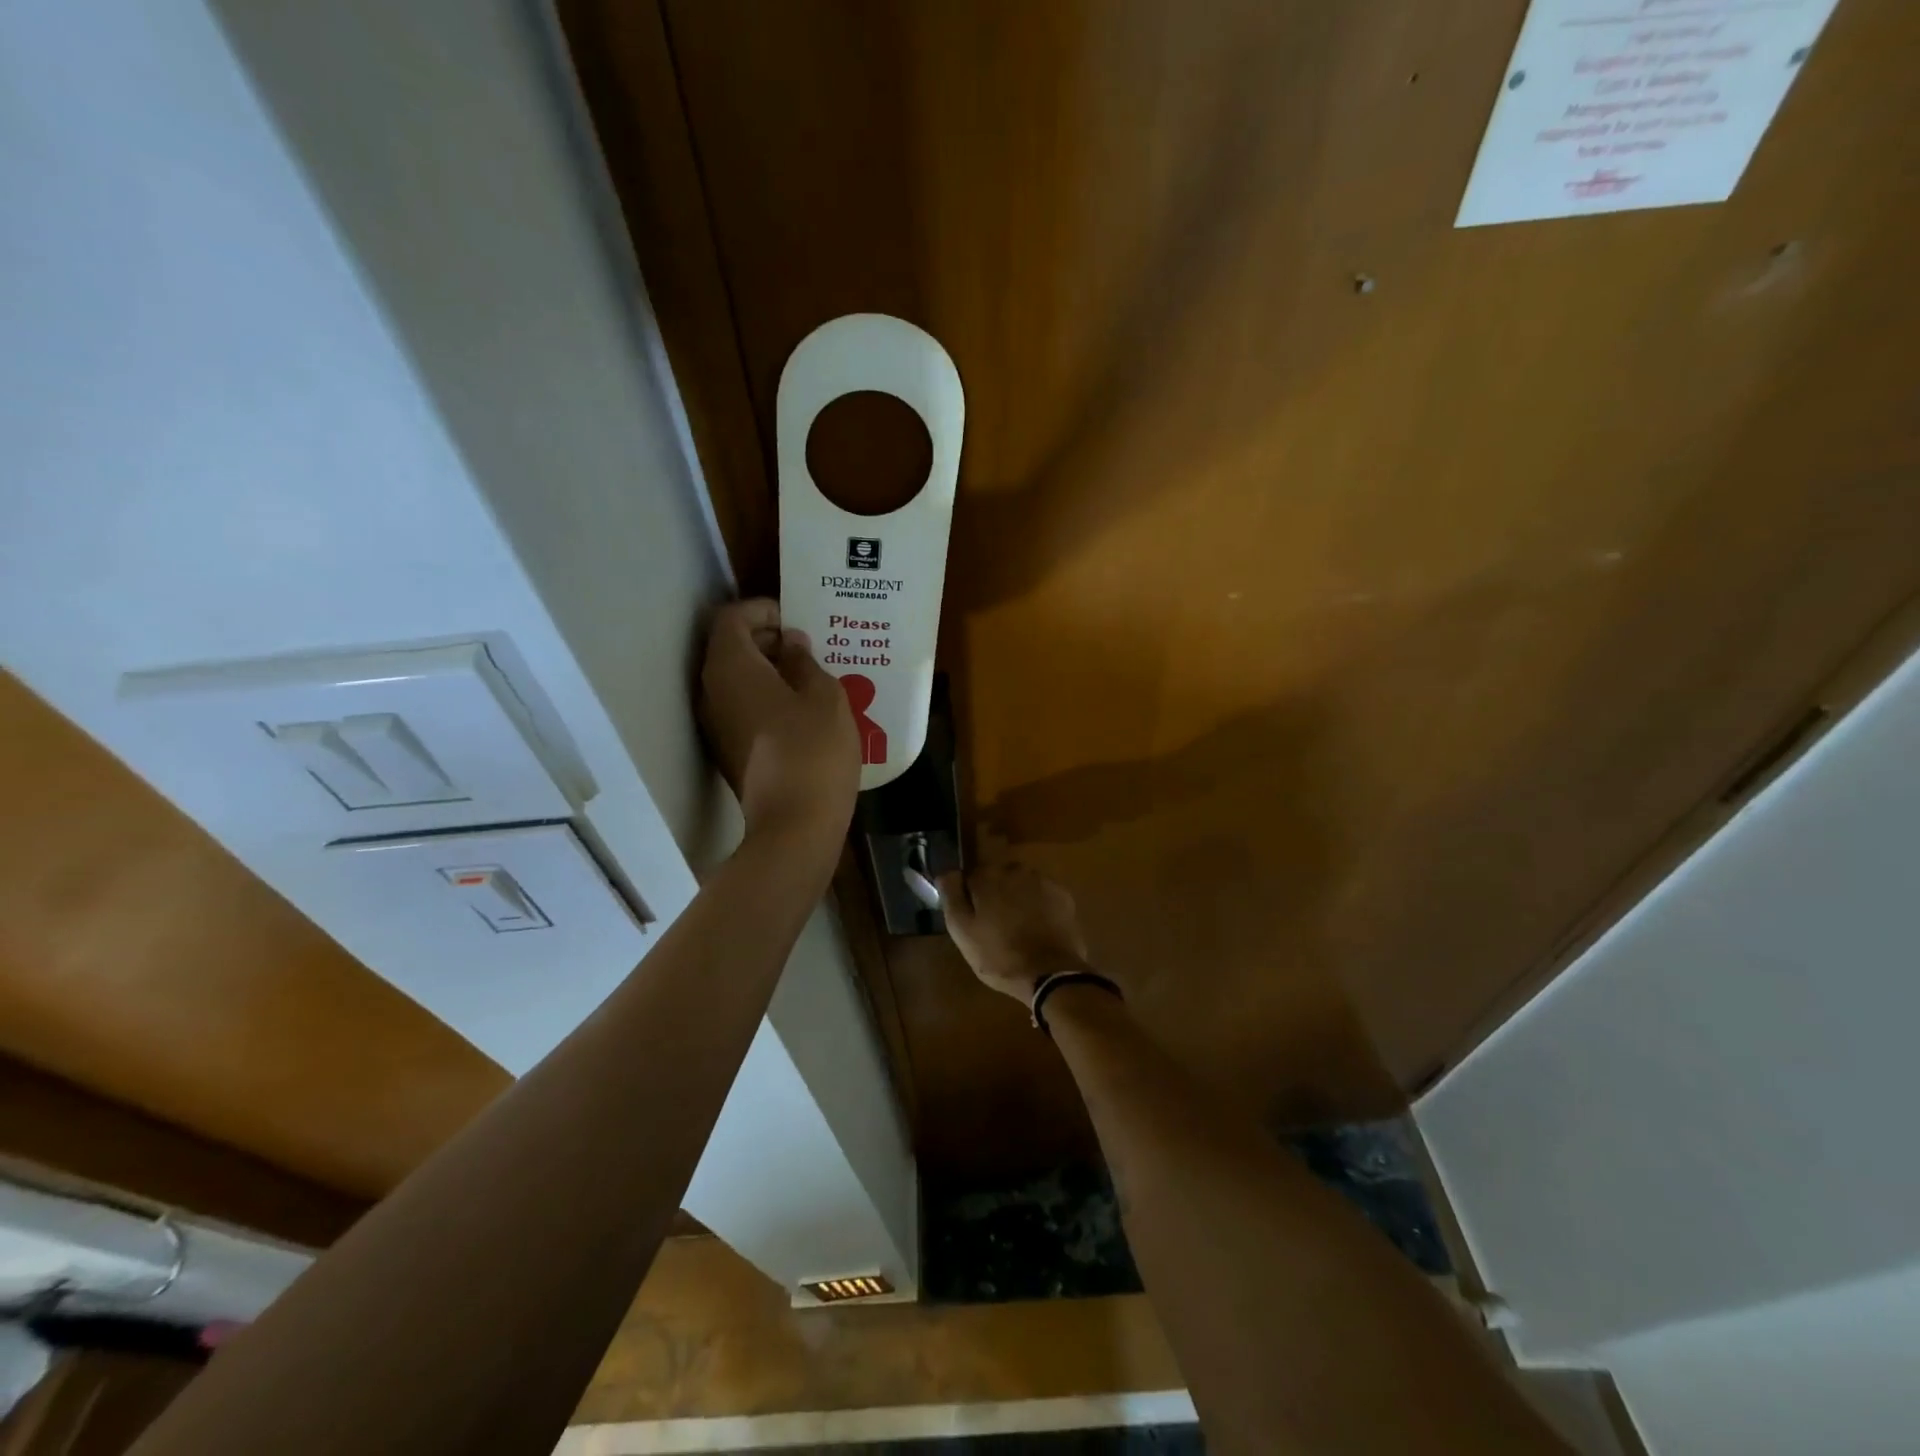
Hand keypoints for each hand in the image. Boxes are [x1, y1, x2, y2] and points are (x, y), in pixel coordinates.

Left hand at [699, 598, 858, 846]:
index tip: (795, 616)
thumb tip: (789, 643)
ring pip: (734, 678)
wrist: (794, 823)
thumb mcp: (824, 695)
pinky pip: (740, 705)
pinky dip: (764, 695)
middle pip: (729, 647)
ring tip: (809, 674)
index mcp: (732, 666)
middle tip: (807, 644)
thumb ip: (804, 661)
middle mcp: (712, 690)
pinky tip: (800, 708)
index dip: (762, 609)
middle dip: (766, 638)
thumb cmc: (813, 749)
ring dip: (766, 669)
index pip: (731, 618)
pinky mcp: (727, 748)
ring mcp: (715, 722)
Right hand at [936, 862, 1090, 1002]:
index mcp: (988, 876)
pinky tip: (1037, 930)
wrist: (1050, 973)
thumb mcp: (962, 930)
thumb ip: (951, 895)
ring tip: (1018, 931)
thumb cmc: (998, 955)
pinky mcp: (1063, 896)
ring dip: (1017, 900)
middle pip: (998, 879)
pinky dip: (1038, 907)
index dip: (970, 899)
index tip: (973, 920)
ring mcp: (1043, 881)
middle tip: (995, 928)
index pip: (971, 878)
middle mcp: (1016, 869)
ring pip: (1021, 886)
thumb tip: (947, 872)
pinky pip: (1042, 896)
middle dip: (995, 897)